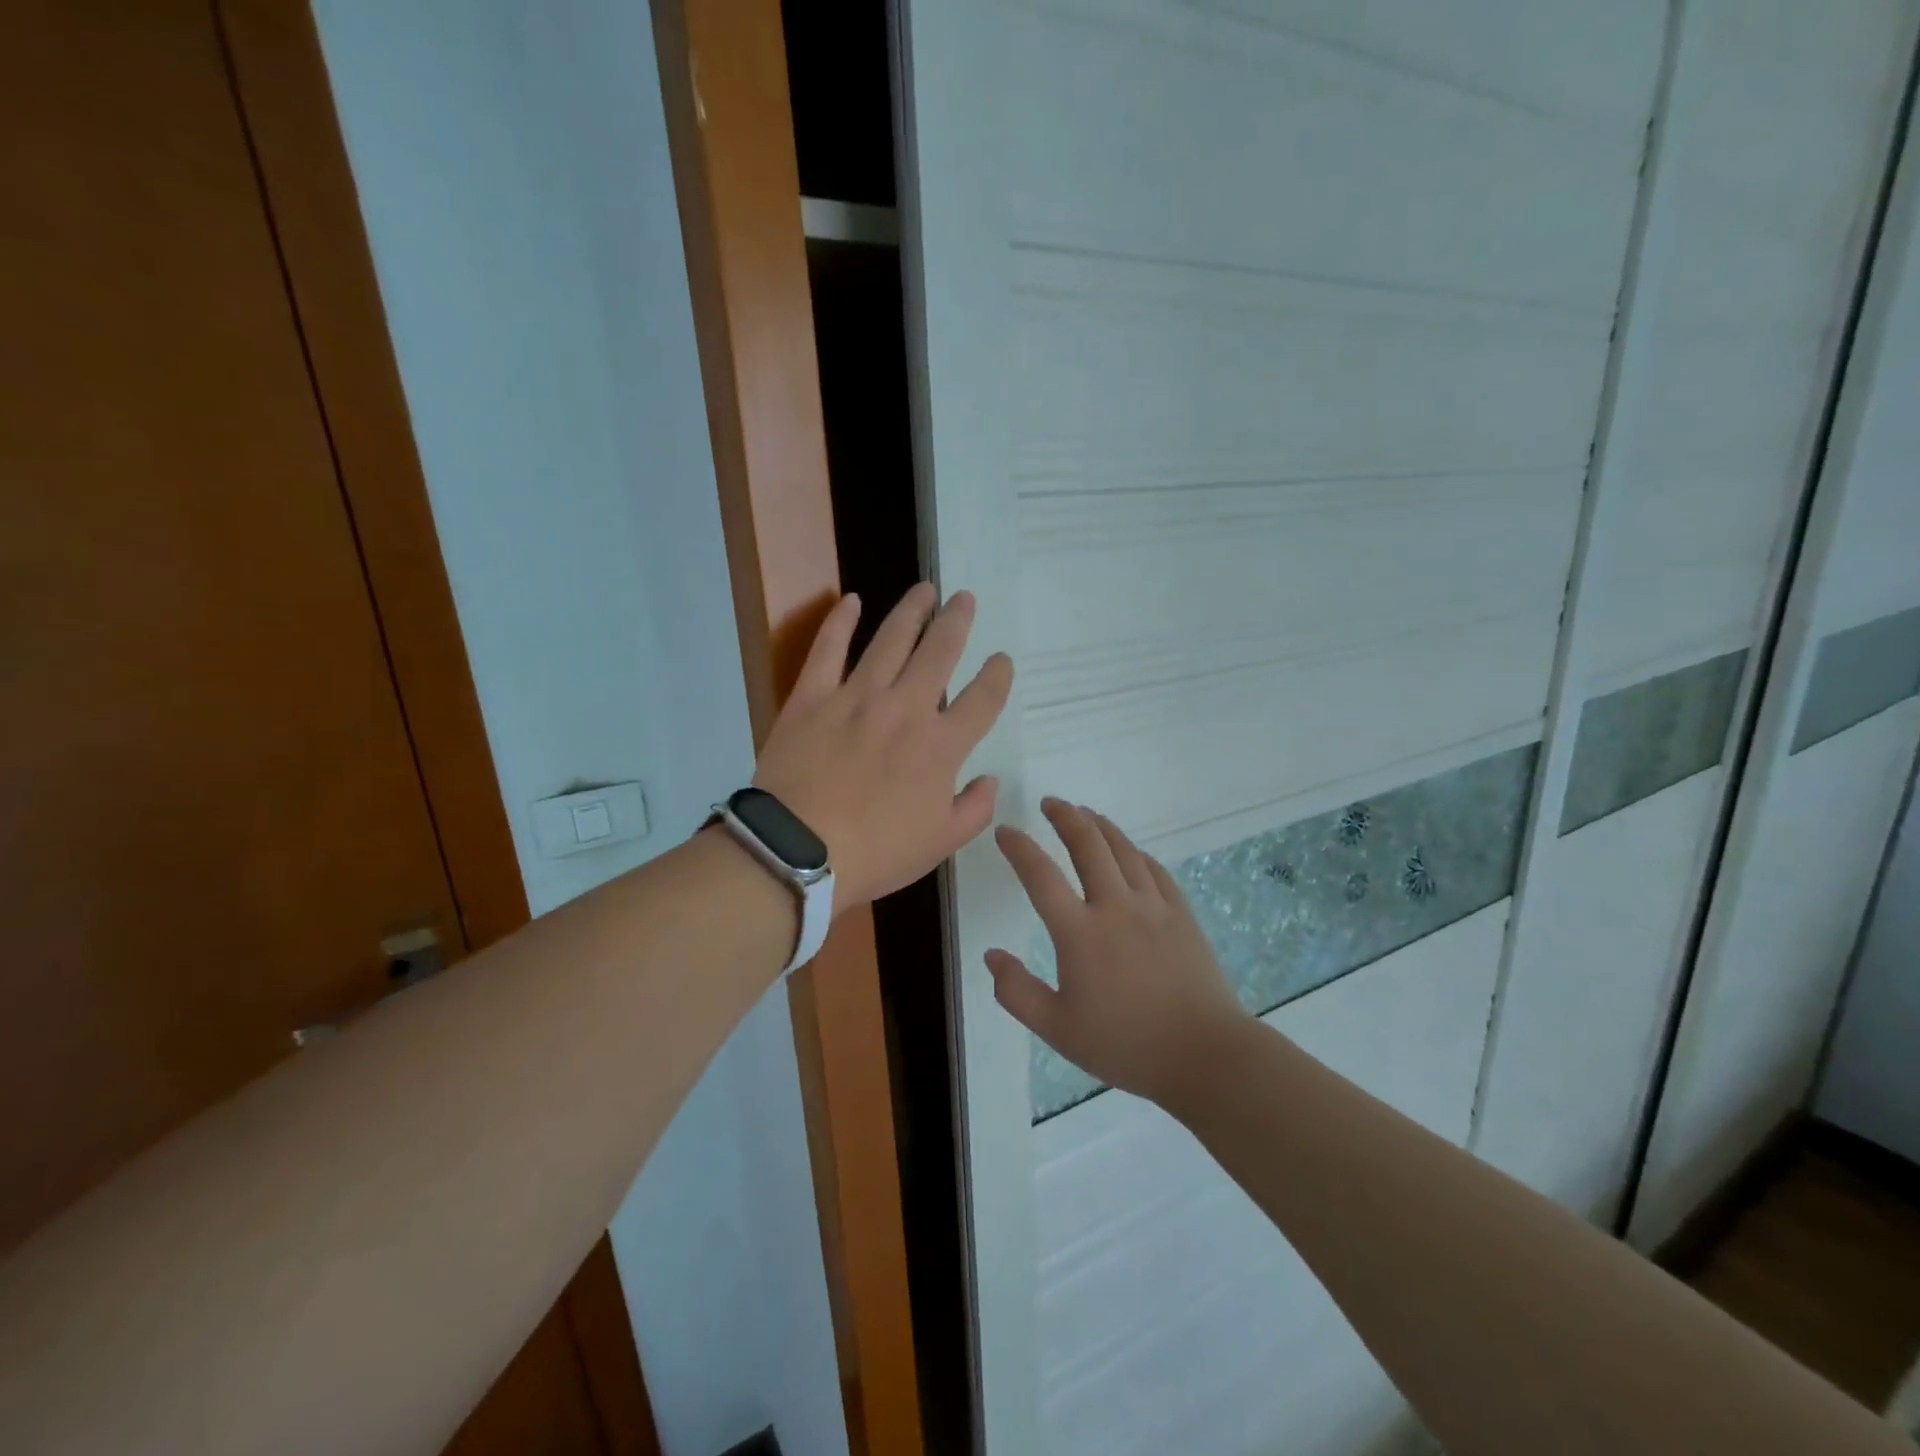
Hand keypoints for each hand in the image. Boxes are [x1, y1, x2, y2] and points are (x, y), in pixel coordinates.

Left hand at [753, 584, 1013, 910]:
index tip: (1001, 660)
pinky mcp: (813, 696)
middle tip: (964, 599)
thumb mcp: (940, 844)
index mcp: (941, 746)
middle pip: (940, 652)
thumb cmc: (876, 852)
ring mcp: (857, 697)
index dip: (996, 676)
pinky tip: (851, 600)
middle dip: (957, 622)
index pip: (982, 699)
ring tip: (925, 589)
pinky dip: (840, 621)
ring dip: (911, 611)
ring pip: (891, 640)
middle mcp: (906, 708)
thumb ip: (974, 810)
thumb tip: (990, 780)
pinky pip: (828, 648)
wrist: (800, 851)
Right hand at [988, 800, 1248, 1107]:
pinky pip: (1153, 869)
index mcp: (1079, 932)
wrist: (1204, 1054)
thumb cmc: (1125, 1044)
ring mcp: (1152, 906)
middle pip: (1087, 844)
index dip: (1019, 848)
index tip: (1005, 830)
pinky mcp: (1180, 913)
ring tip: (1085, 813)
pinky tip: (1129, 851)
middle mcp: (1115, 906)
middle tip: (1051, 803)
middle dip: (1065, 817)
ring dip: (1100, 825)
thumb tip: (992, 955)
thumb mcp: (1057, 1029)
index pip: (1040, 875)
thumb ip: (1017, 992)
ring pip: (1123, 849)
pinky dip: (1134, 851)